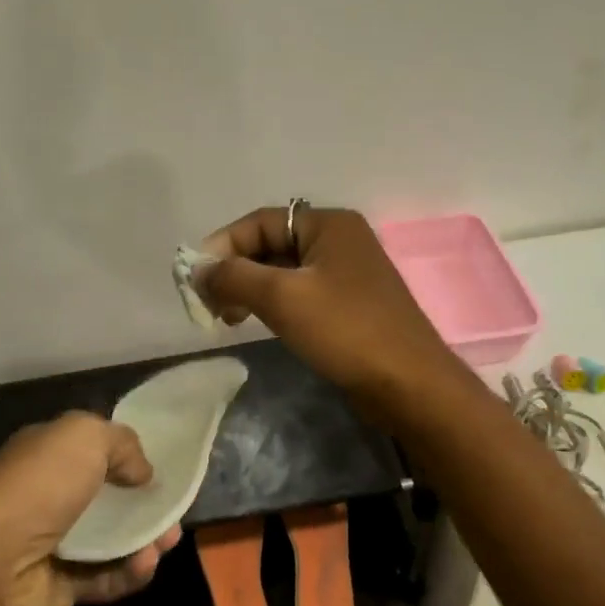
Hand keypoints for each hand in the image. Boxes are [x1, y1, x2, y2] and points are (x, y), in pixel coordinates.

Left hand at [0, 412, 175, 605]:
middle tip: (173, 512)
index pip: (90, 451)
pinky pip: (104, 578)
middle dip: (144, 505)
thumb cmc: (38, 487)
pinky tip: (146, 565)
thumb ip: (122, 443)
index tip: (159, 468)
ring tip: (168, 542)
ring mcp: (52, 546)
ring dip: (144, 541)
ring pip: (111, 541)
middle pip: (107, 500)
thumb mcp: (83, 436)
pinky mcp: (59, 589)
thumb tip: (142, 472)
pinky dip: (129, 573)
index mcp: (45, 457)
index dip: (126, 457)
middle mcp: (47, 498)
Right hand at [197, 204, 463, 414]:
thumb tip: (198, 270)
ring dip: (251, 289)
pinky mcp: (350, 304)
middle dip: (236, 270)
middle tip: (210, 305)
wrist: (409, 384)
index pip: (260, 221)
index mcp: (329, 224)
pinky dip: (274, 304)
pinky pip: (301, 293)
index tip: (195, 279)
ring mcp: (347, 273)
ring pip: (284, 271)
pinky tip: (259, 323)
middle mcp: (340, 240)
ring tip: (229, 318)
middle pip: (271, 244)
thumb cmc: (345, 330)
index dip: (223, 246)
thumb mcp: (282, 297)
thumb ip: (234, 276)